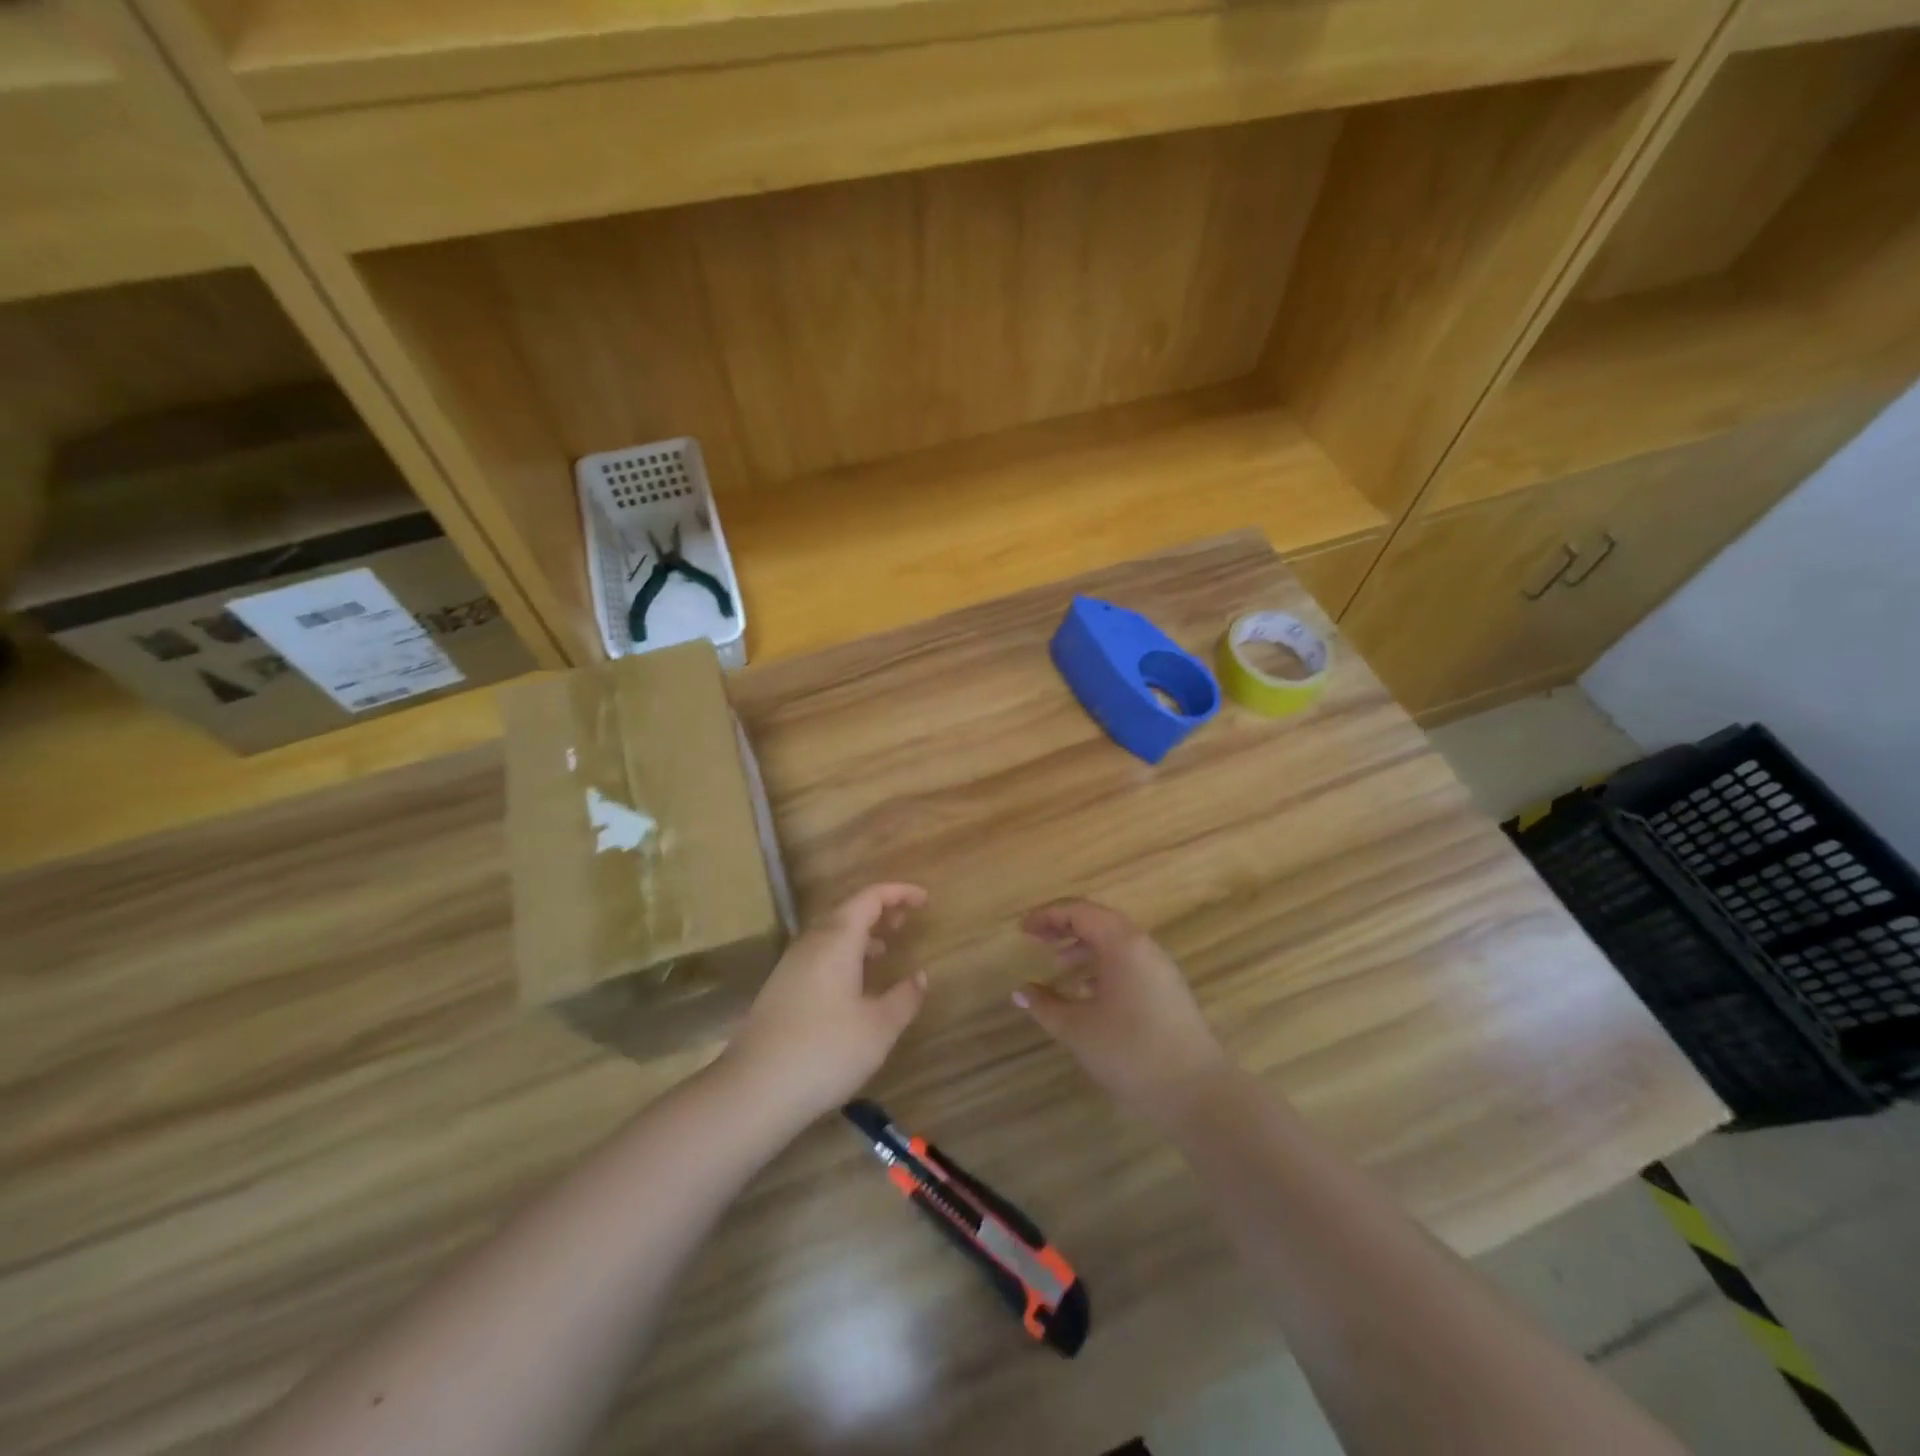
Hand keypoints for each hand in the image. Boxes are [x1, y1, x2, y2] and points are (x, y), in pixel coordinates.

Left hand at [724, 883, 928, 1123]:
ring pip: (830, 935)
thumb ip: (904, 998)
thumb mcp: (878, 1028)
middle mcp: (811, 943)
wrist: (753, 1090)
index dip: (898, 893)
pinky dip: (843, 956)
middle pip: (848, 912)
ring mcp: (791, 966)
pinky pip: (818, 955)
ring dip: (860, 935)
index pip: (870, 898)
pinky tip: (853, 986)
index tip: (924, 899)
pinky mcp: (780, 989)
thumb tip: (920, 976)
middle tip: (907, 920)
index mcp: (837, 940)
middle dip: (879, 911)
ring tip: (885, 949)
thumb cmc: (825, 1051)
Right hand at [1015, 899, 1230, 1123]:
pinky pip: (1128, 964)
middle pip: (1098, 922)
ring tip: (1057, 966)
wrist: (1197, 1092)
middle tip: (1035, 939)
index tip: (1022, 929)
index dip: (1047, 916)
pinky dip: (1102, 968)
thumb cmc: (1130, 1051)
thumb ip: (1045, 1005)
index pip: (1079, 911)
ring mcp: (1160, 968)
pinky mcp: (1167, 991)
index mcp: (1122, 943)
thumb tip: (1021, 991)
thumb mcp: (1078, 1029)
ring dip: (1083, 948)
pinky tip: (1086, 993)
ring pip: (1115, 944)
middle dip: (1064, 928)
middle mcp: (1143, 946)